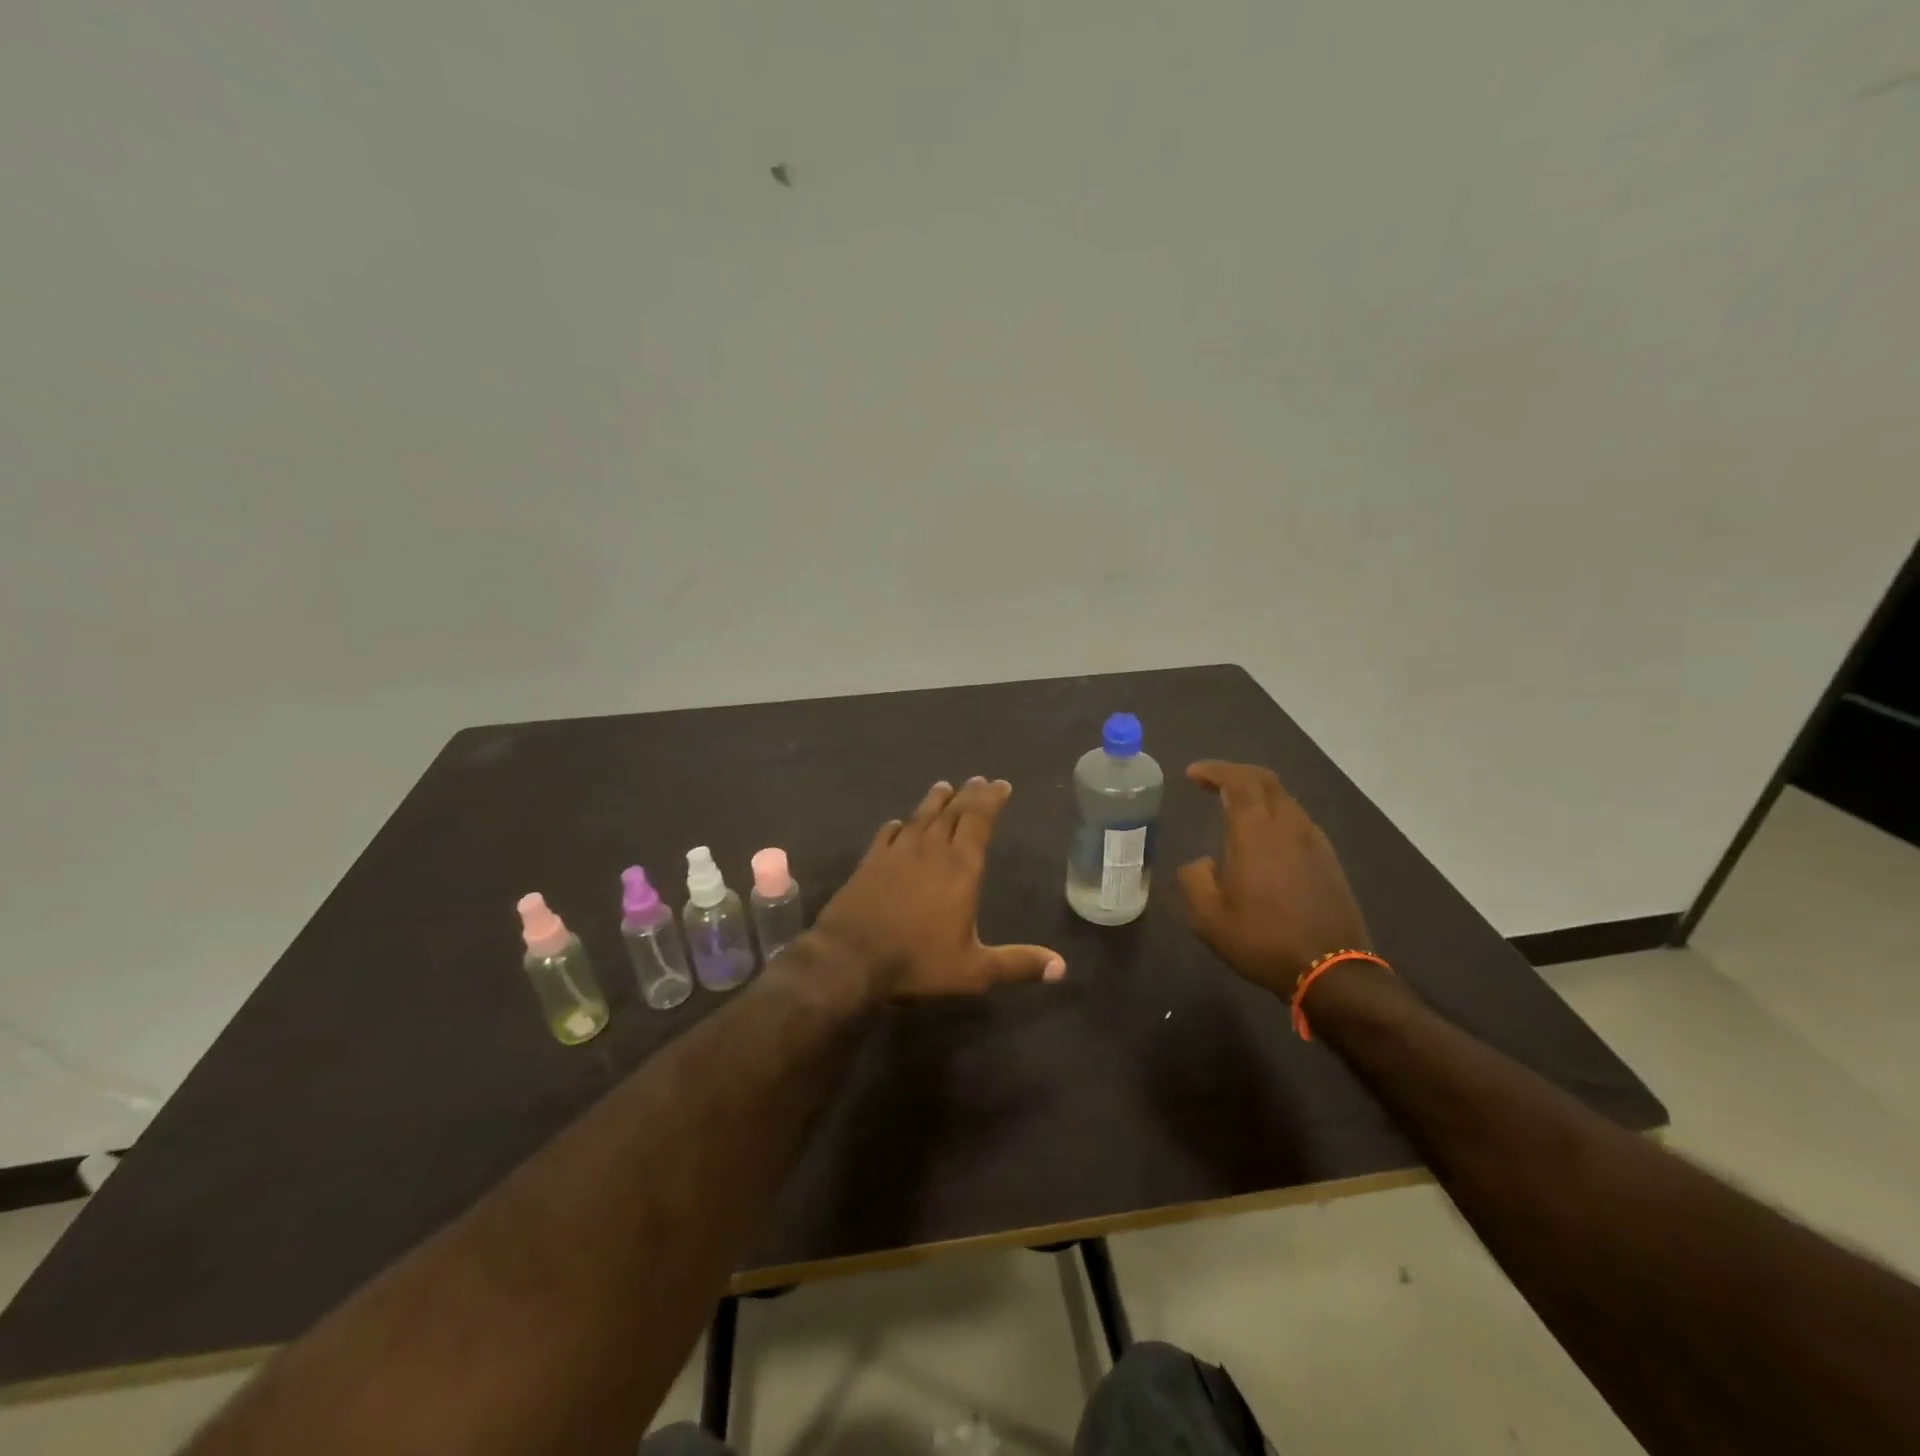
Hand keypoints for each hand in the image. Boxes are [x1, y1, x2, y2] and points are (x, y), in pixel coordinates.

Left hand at [813, 777, 1066, 997]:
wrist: (850, 958)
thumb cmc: (918, 962)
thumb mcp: (974, 971)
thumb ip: (1018, 964)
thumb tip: (1062, 968)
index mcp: (961, 868)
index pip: (980, 821)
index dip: (992, 800)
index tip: (1000, 784)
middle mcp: (931, 850)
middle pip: (953, 812)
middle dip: (969, 794)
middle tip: (979, 780)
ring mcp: (897, 853)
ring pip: (920, 817)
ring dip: (934, 801)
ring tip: (944, 787)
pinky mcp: (870, 862)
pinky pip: (887, 835)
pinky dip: (898, 826)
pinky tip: (898, 824)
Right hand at [1177, 761, 1371, 996]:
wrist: (1331, 970)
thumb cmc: (1262, 940)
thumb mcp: (1208, 917)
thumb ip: (1194, 879)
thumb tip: (1202, 862)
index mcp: (1256, 832)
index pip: (1238, 781)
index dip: (1214, 770)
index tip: (1193, 774)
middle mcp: (1289, 826)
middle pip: (1265, 781)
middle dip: (1236, 774)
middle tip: (1211, 783)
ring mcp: (1314, 842)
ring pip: (1285, 800)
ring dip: (1258, 795)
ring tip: (1234, 809)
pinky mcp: (1329, 860)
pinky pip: (1298, 822)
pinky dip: (1275, 815)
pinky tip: (1264, 839)